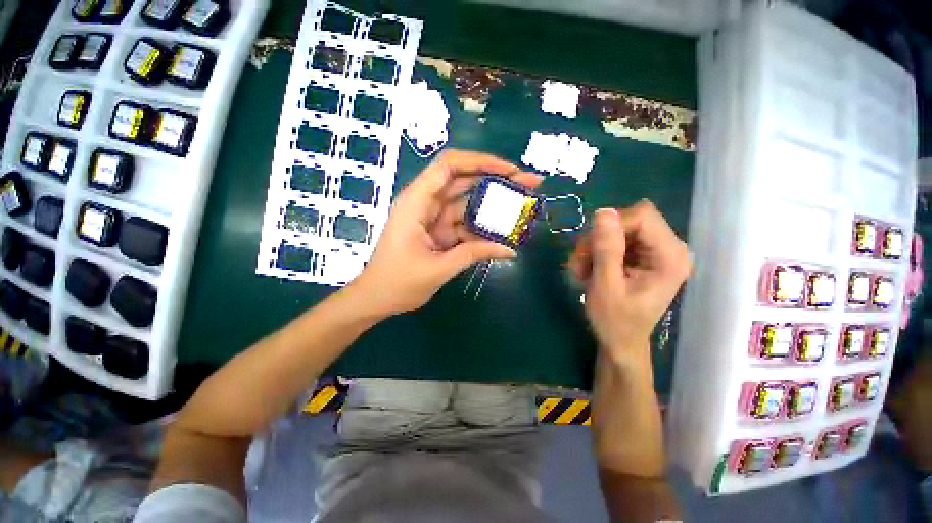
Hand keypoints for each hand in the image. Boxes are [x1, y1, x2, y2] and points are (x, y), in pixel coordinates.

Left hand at [350, 149, 542, 315]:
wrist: (375, 299)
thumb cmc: (397, 283)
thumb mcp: (438, 269)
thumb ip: (473, 254)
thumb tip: (509, 250)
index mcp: (417, 202)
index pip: (449, 166)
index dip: (481, 162)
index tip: (510, 170)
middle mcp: (426, 203)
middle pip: (464, 181)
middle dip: (497, 180)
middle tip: (530, 184)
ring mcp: (433, 218)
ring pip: (467, 203)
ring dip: (493, 206)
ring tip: (523, 207)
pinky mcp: (439, 232)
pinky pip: (465, 224)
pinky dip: (482, 229)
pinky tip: (502, 234)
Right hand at [568, 201, 690, 369]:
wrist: (620, 341)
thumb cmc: (615, 321)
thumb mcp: (606, 286)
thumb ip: (606, 249)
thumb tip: (603, 212)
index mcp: (670, 257)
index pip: (642, 216)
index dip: (610, 227)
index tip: (589, 250)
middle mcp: (668, 248)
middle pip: (628, 220)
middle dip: (598, 239)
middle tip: (581, 263)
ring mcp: (654, 250)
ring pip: (616, 229)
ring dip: (593, 247)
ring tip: (582, 270)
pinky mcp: (640, 254)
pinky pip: (613, 239)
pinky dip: (596, 252)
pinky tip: (589, 269)